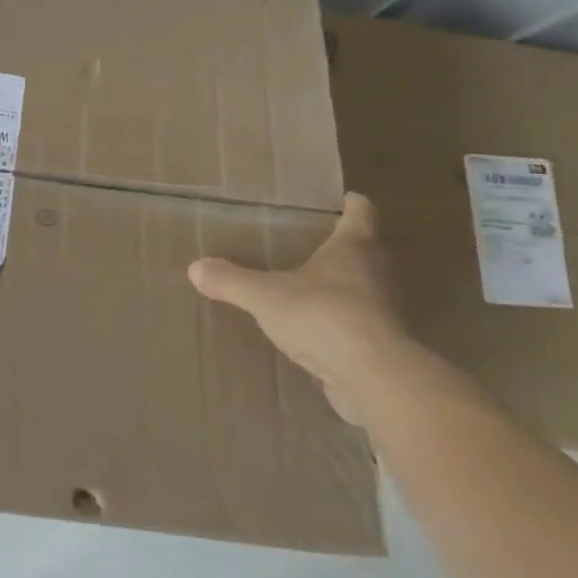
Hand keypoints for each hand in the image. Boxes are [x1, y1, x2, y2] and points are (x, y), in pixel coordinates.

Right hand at [188, 194, 414, 424]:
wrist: (374, 379)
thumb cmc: (323, 317)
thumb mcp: (265, 296)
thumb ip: (231, 281)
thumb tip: (195, 267)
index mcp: (352, 249)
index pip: (361, 213)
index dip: (352, 204)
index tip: (342, 198)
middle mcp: (375, 274)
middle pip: (366, 250)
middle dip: (345, 245)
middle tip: (314, 241)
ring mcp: (382, 312)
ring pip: (364, 288)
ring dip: (344, 286)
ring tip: (309, 285)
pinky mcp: (381, 346)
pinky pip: (359, 325)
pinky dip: (340, 323)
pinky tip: (315, 331)